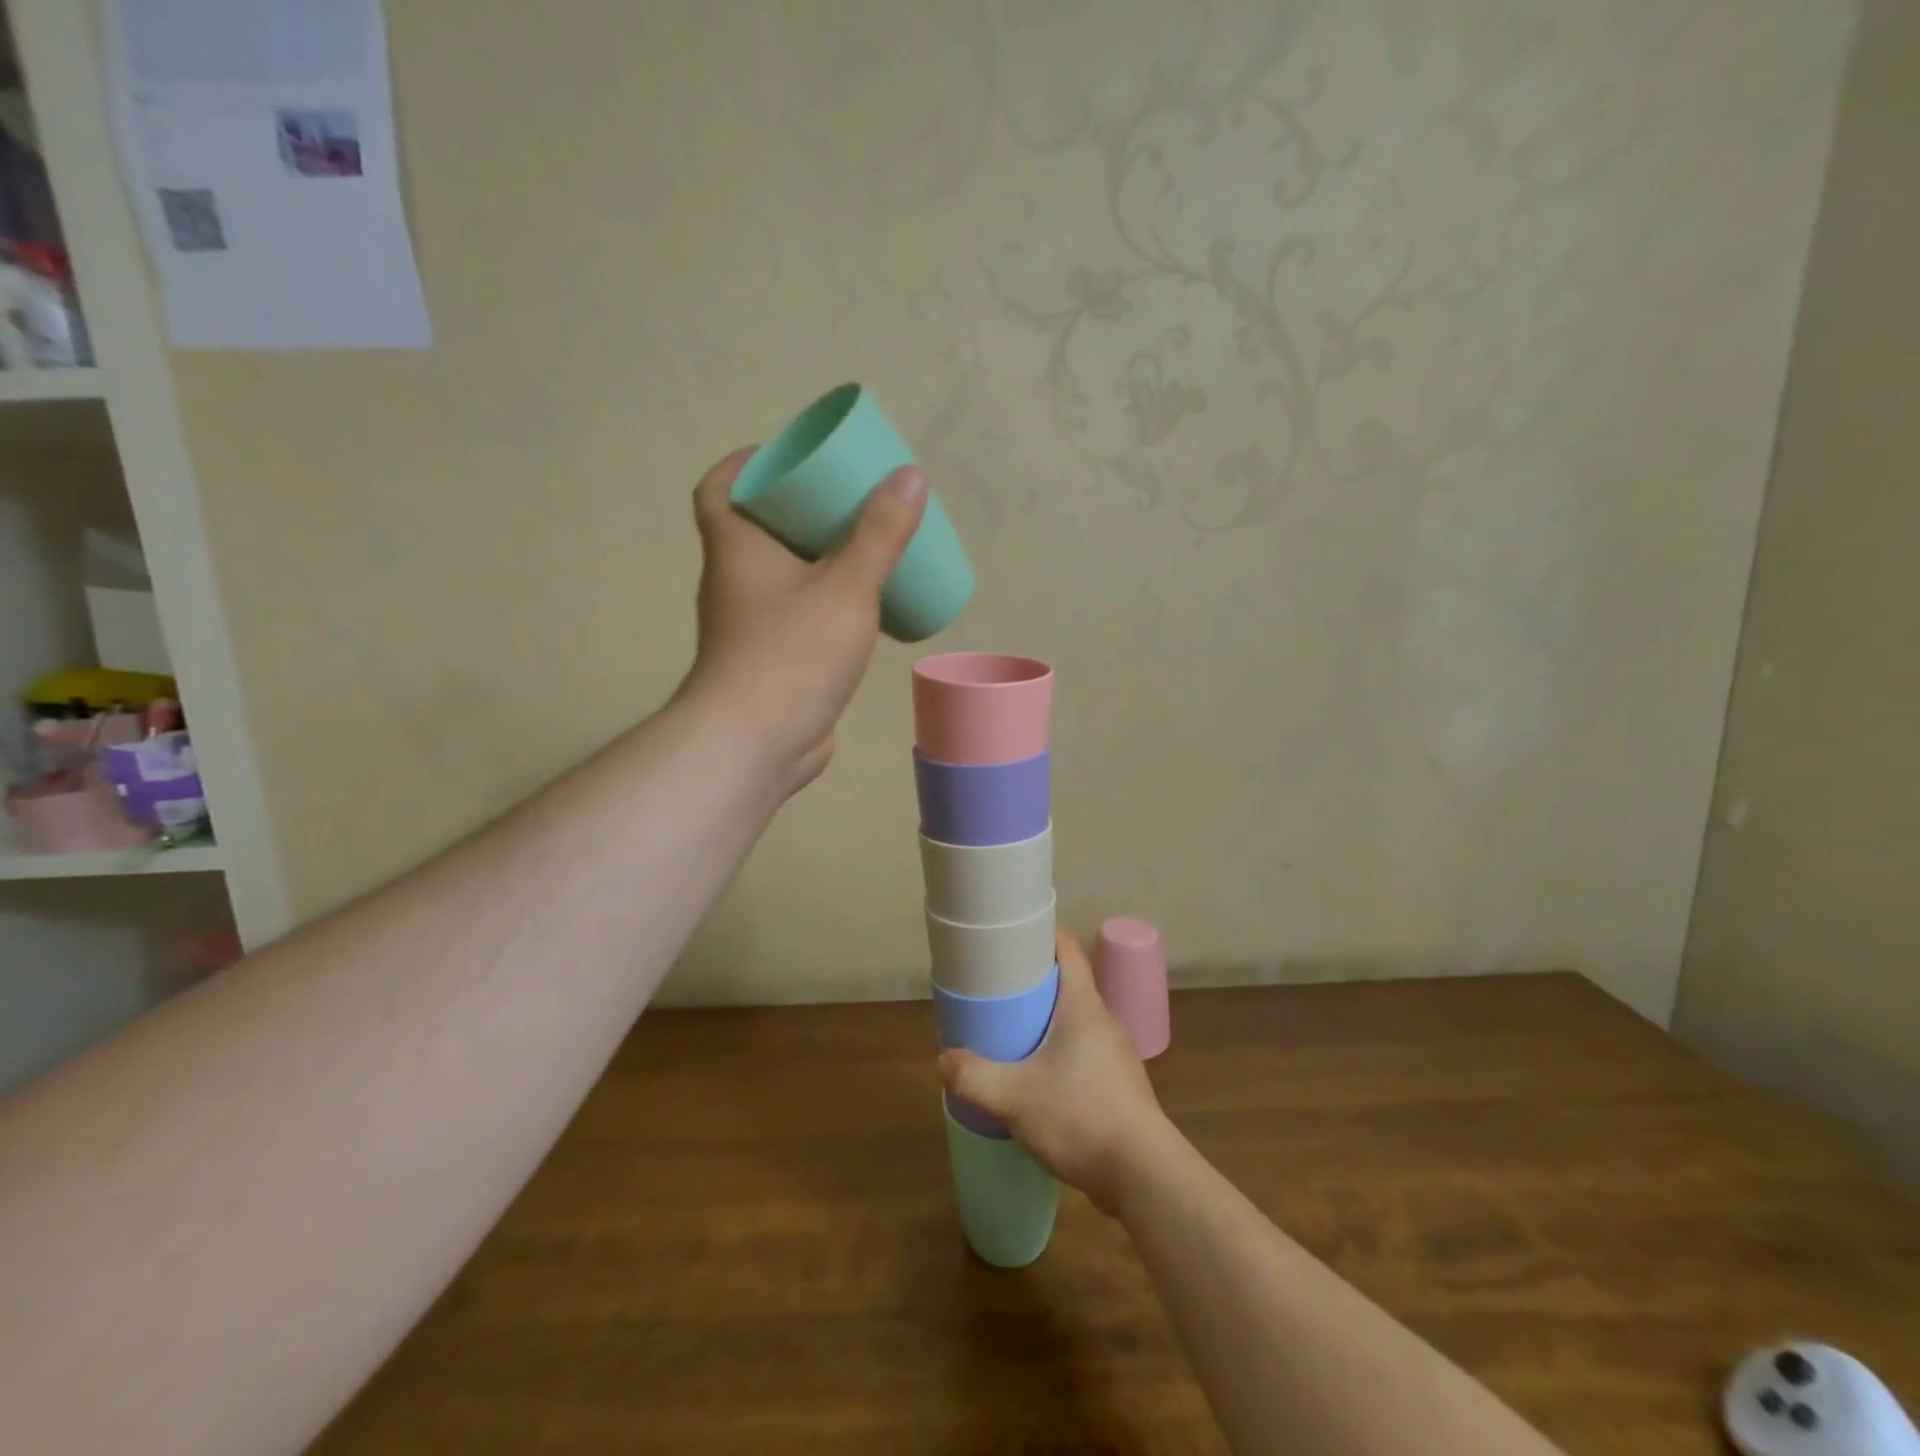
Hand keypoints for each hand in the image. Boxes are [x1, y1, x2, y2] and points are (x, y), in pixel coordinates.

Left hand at [676, 447, 927, 794]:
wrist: (756, 743)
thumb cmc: (792, 653)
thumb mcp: (846, 585)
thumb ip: (880, 534)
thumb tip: (909, 476)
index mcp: (737, 549)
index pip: (719, 489)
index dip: (745, 465)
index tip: (787, 457)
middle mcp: (735, 582)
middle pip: (758, 529)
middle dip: (798, 510)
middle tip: (846, 499)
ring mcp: (751, 626)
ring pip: (781, 577)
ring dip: (815, 559)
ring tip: (863, 547)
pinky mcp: (771, 662)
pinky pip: (797, 616)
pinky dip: (824, 603)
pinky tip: (862, 609)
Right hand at [938, 929, 1170, 1213]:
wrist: (1143, 1175)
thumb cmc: (1080, 1116)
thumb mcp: (1014, 1097)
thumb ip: (975, 1077)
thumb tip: (944, 1061)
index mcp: (1083, 1005)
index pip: (1068, 949)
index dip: (1042, 934)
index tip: (1012, 935)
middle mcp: (1104, 1020)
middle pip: (1069, 984)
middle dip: (1035, 982)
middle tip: (998, 989)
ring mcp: (1117, 1054)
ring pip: (1077, 1021)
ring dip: (1048, 1021)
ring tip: (1013, 1033)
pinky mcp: (1120, 1085)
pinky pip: (1085, 1053)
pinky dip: (1061, 1053)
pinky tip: (1040, 1079)